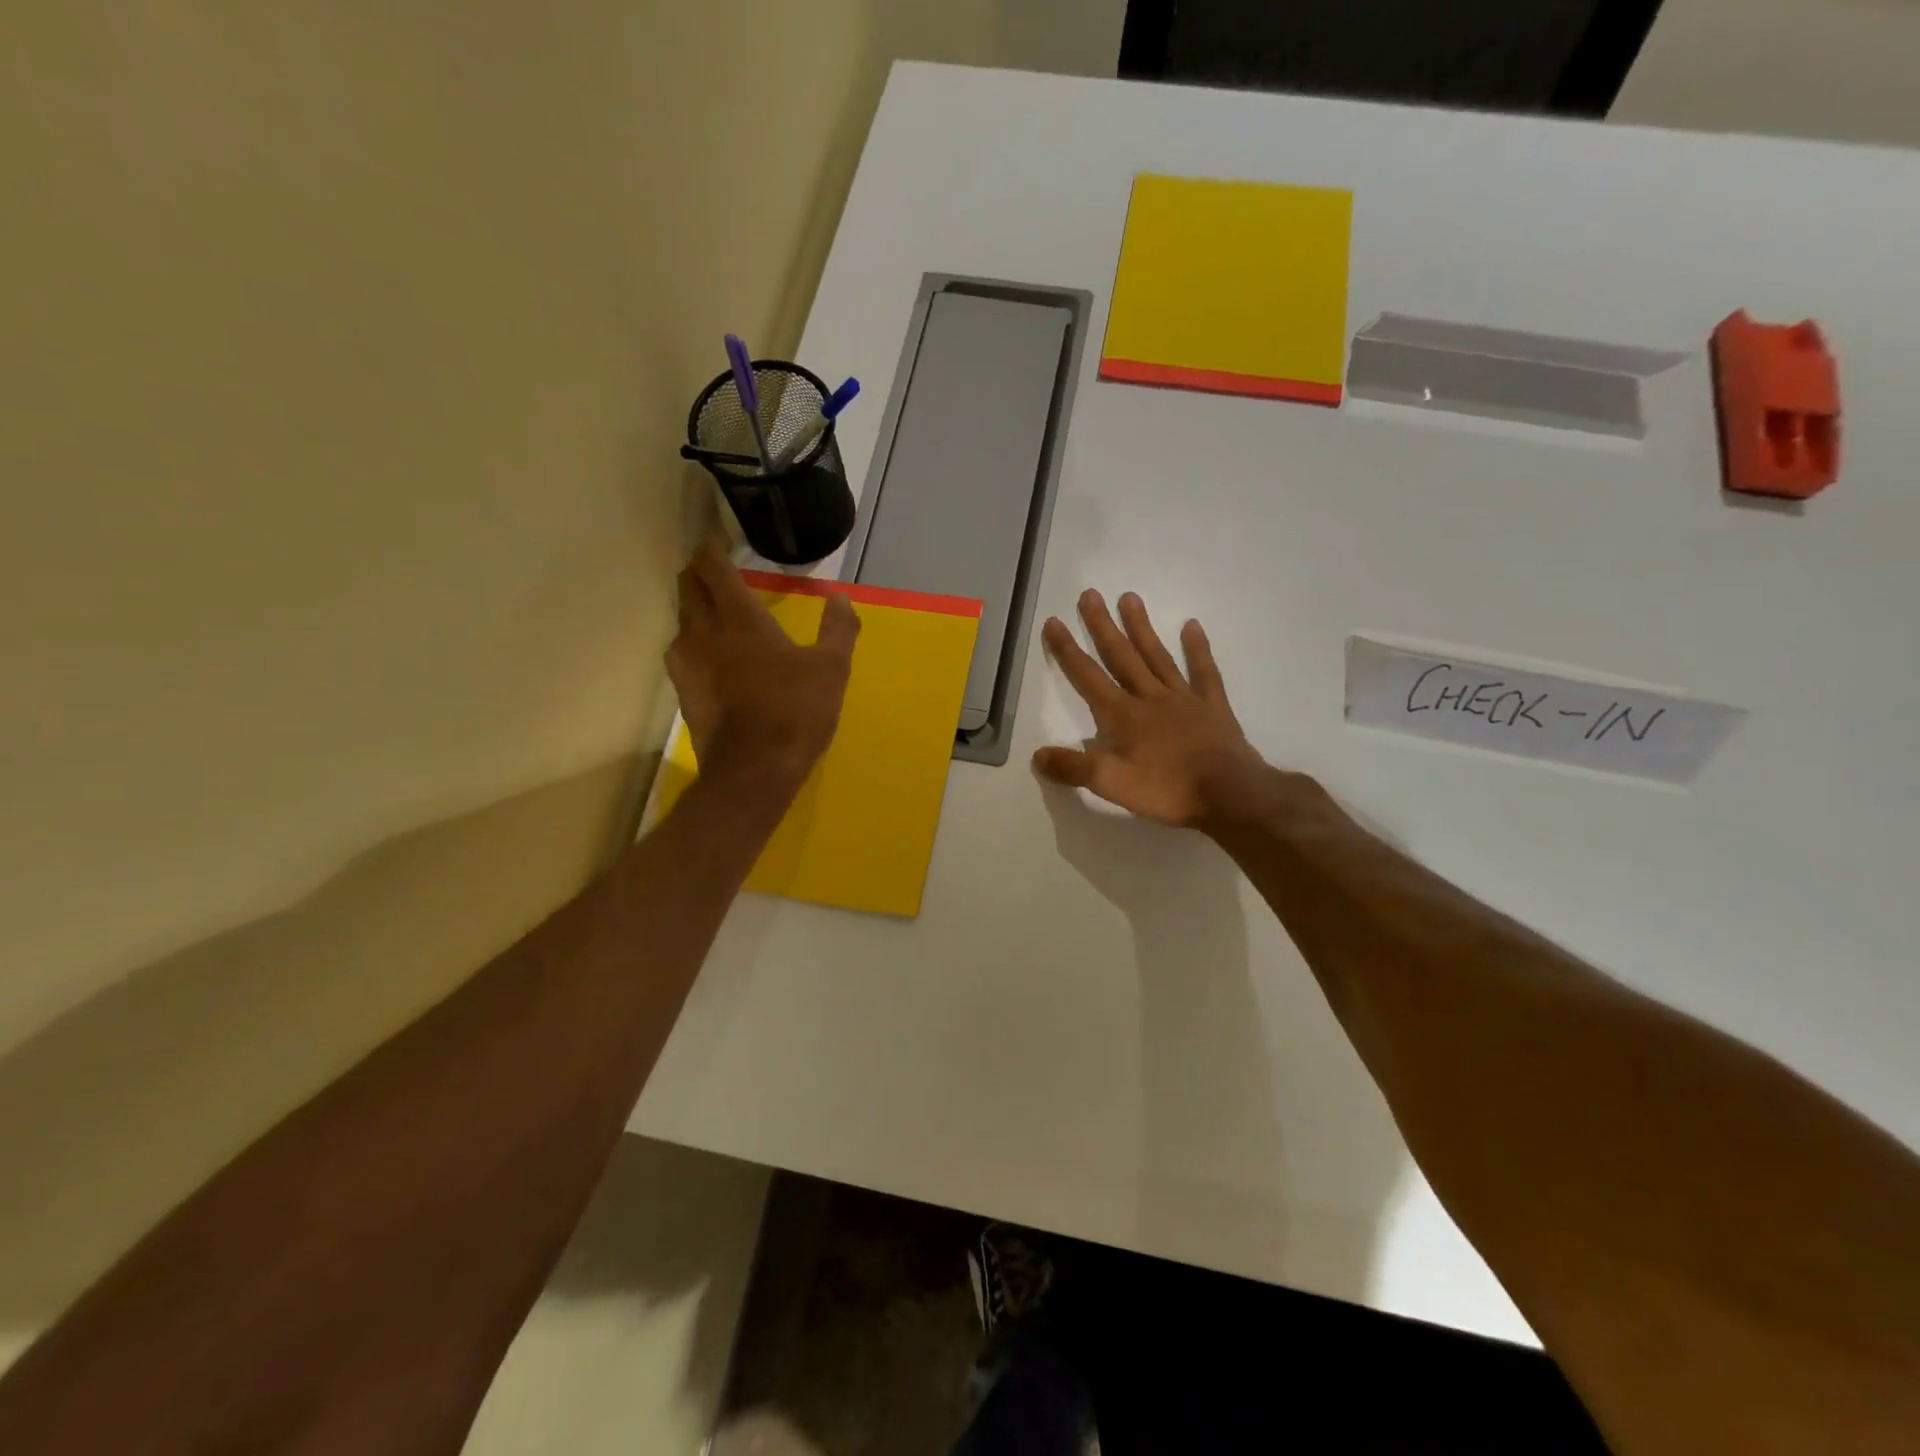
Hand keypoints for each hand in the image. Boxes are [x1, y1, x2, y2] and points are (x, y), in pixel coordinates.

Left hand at [666, 541, 859, 793]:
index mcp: (741, 620)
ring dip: (693, 607)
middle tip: (715, 570)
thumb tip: (840, 598)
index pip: (714, 570)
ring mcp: (689, 664)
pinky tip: (708, 654)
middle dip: (698, 573)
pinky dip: (692, 641)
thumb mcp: (831, 670)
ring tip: (712, 610)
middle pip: (688, 589)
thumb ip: (838, 629)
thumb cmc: (796, 713)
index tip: (717, 542)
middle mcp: (705, 633)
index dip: (711, 550)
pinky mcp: (684, 691)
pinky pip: (681, 652)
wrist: (754, 771)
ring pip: (681, 621)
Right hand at [1033, 590, 1274, 830]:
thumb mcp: (1111, 784)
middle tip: (1089, 594)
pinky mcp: (1212, 706)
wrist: (1229, 794)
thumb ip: (1074, 767)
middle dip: (1102, 626)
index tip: (1054, 621)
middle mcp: (1150, 697)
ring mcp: (1184, 698)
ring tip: (1129, 597)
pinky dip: (1197, 648)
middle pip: (1121, 656)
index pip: (1088, 677)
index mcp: (1123, 715)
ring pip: (1157, 656)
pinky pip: (1204, 671)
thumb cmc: (1167, 790)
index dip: (1068, 650)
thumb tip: (1037, 754)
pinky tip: (1192, 626)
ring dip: (1141, 627)